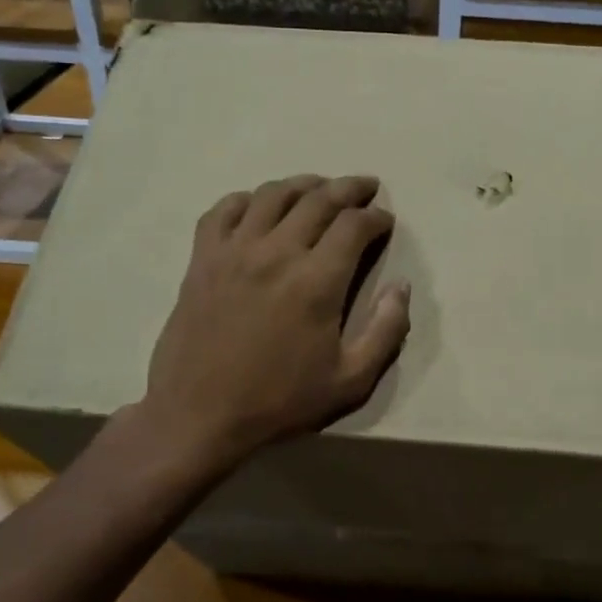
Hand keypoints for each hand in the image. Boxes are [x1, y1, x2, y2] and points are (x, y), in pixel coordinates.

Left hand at [137, 174, 410, 469]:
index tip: (385, 221)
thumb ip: (386, 331)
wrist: (199, 416)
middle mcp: (277, 252)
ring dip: (303, 184)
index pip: (354, 225)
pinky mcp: (202, 259)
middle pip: (319, 199)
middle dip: (349, 188)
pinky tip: (259, 206)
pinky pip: (223, 210)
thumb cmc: (279, 402)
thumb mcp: (351, 381)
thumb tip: (402, 287)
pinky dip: (247, 199)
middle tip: (365, 187)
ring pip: (273, 195)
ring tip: (319, 187)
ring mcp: (234, 251)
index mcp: (317, 281)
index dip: (376, 217)